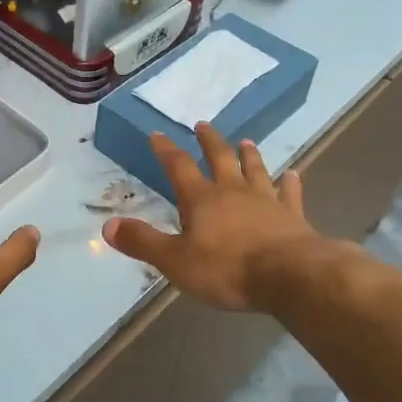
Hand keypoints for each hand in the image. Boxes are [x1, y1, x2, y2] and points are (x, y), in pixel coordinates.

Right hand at [102, 124, 324, 310]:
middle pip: (220, 159)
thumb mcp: (175, 261)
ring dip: (249, 155)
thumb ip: (143, 242)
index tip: (157, 134)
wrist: (289, 276)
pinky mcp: (292, 216)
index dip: (166, 150)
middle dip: (209, 141)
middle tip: (203, 125)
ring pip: (255, 170)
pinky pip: (290, 194)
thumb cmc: (227, 269)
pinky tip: (293, 175)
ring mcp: (266, 201)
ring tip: (246, 141)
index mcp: (201, 200)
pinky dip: (290, 184)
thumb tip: (108, 226)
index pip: (178, 167)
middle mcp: (233, 192)